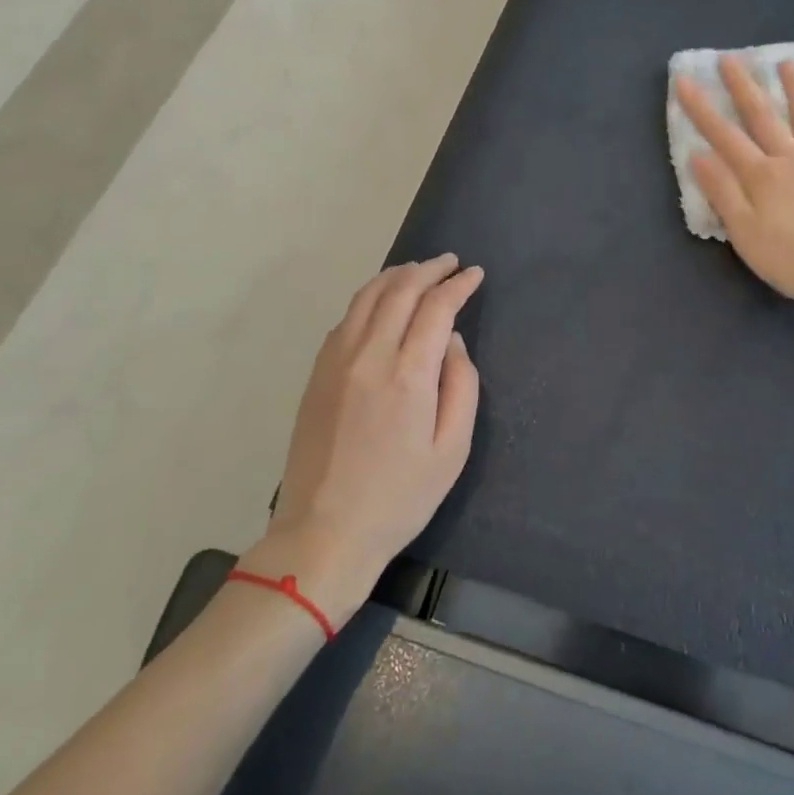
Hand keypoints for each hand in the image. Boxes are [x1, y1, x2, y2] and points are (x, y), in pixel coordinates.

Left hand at [240, 255, 483, 625]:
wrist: (325, 532)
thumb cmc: (400, 497)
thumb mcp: (452, 450)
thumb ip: (462, 386)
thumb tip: (453, 342)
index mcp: (408, 375)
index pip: (436, 308)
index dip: (459, 285)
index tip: (476, 275)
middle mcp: (369, 355)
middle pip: (400, 290)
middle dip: (429, 269)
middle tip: (451, 263)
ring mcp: (336, 361)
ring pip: (367, 296)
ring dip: (396, 276)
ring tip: (418, 270)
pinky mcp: (317, 373)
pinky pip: (346, 318)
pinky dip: (370, 297)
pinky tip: (382, 302)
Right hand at [676, 56, 793, 319]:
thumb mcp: (746, 235)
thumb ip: (723, 194)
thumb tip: (698, 156)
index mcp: (762, 177)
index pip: (724, 136)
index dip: (702, 108)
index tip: (684, 80)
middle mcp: (793, 160)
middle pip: (764, 118)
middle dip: (743, 87)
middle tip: (730, 58)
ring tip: (787, 62)